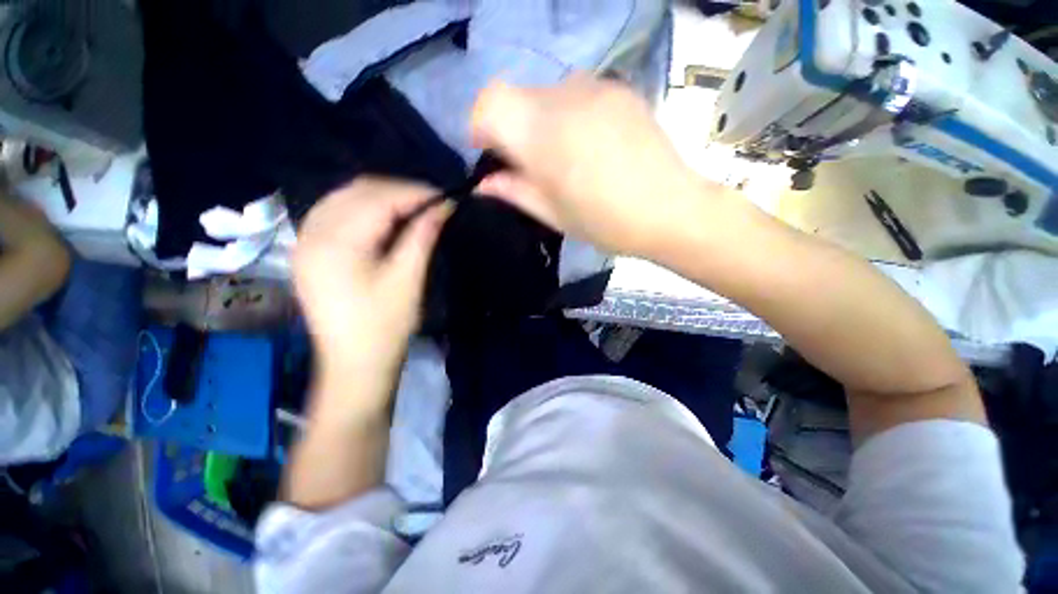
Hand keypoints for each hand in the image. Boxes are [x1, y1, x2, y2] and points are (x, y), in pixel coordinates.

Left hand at [293, 178, 449, 411]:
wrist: (354, 364)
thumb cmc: (385, 326)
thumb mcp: (408, 279)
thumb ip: (423, 236)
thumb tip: (444, 206)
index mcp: (336, 242)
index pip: (378, 197)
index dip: (416, 193)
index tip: (446, 198)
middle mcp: (312, 232)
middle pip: (358, 191)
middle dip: (400, 192)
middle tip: (432, 205)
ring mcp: (305, 241)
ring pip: (346, 198)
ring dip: (382, 198)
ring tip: (413, 211)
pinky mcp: (309, 251)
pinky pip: (337, 213)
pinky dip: (365, 210)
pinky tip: (385, 221)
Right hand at [471, 73, 705, 256]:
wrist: (670, 209)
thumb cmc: (604, 222)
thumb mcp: (552, 214)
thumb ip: (513, 191)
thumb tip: (484, 183)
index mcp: (541, 135)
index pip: (489, 104)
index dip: (482, 127)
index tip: (493, 155)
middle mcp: (562, 98)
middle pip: (517, 98)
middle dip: (513, 129)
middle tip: (532, 164)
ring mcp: (594, 88)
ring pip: (546, 95)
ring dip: (542, 122)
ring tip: (566, 156)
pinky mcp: (618, 89)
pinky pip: (577, 94)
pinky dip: (570, 115)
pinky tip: (591, 144)